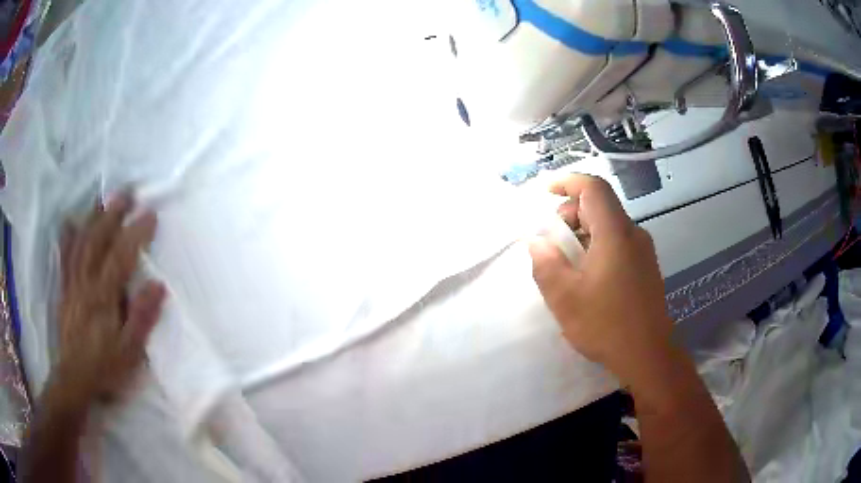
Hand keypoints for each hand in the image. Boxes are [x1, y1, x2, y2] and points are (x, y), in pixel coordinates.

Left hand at [53, 193, 165, 407]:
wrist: (75, 378)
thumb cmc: (105, 367)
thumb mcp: (130, 350)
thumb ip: (142, 317)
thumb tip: (158, 285)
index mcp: (104, 297)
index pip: (121, 256)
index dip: (136, 232)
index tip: (150, 213)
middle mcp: (86, 282)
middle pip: (98, 240)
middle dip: (112, 214)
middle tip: (127, 192)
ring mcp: (72, 283)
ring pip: (81, 243)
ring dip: (92, 218)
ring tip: (102, 199)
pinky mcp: (64, 289)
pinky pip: (65, 257)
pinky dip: (67, 237)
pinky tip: (70, 223)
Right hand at [528, 174, 671, 382]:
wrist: (649, 355)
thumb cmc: (606, 325)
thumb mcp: (565, 297)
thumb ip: (546, 263)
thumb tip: (537, 241)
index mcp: (615, 234)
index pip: (593, 188)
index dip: (568, 182)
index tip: (545, 192)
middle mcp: (633, 235)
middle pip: (600, 206)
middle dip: (570, 214)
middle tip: (551, 244)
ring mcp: (643, 252)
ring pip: (608, 226)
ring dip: (582, 233)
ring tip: (566, 265)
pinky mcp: (645, 268)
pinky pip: (617, 243)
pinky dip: (596, 247)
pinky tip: (587, 278)